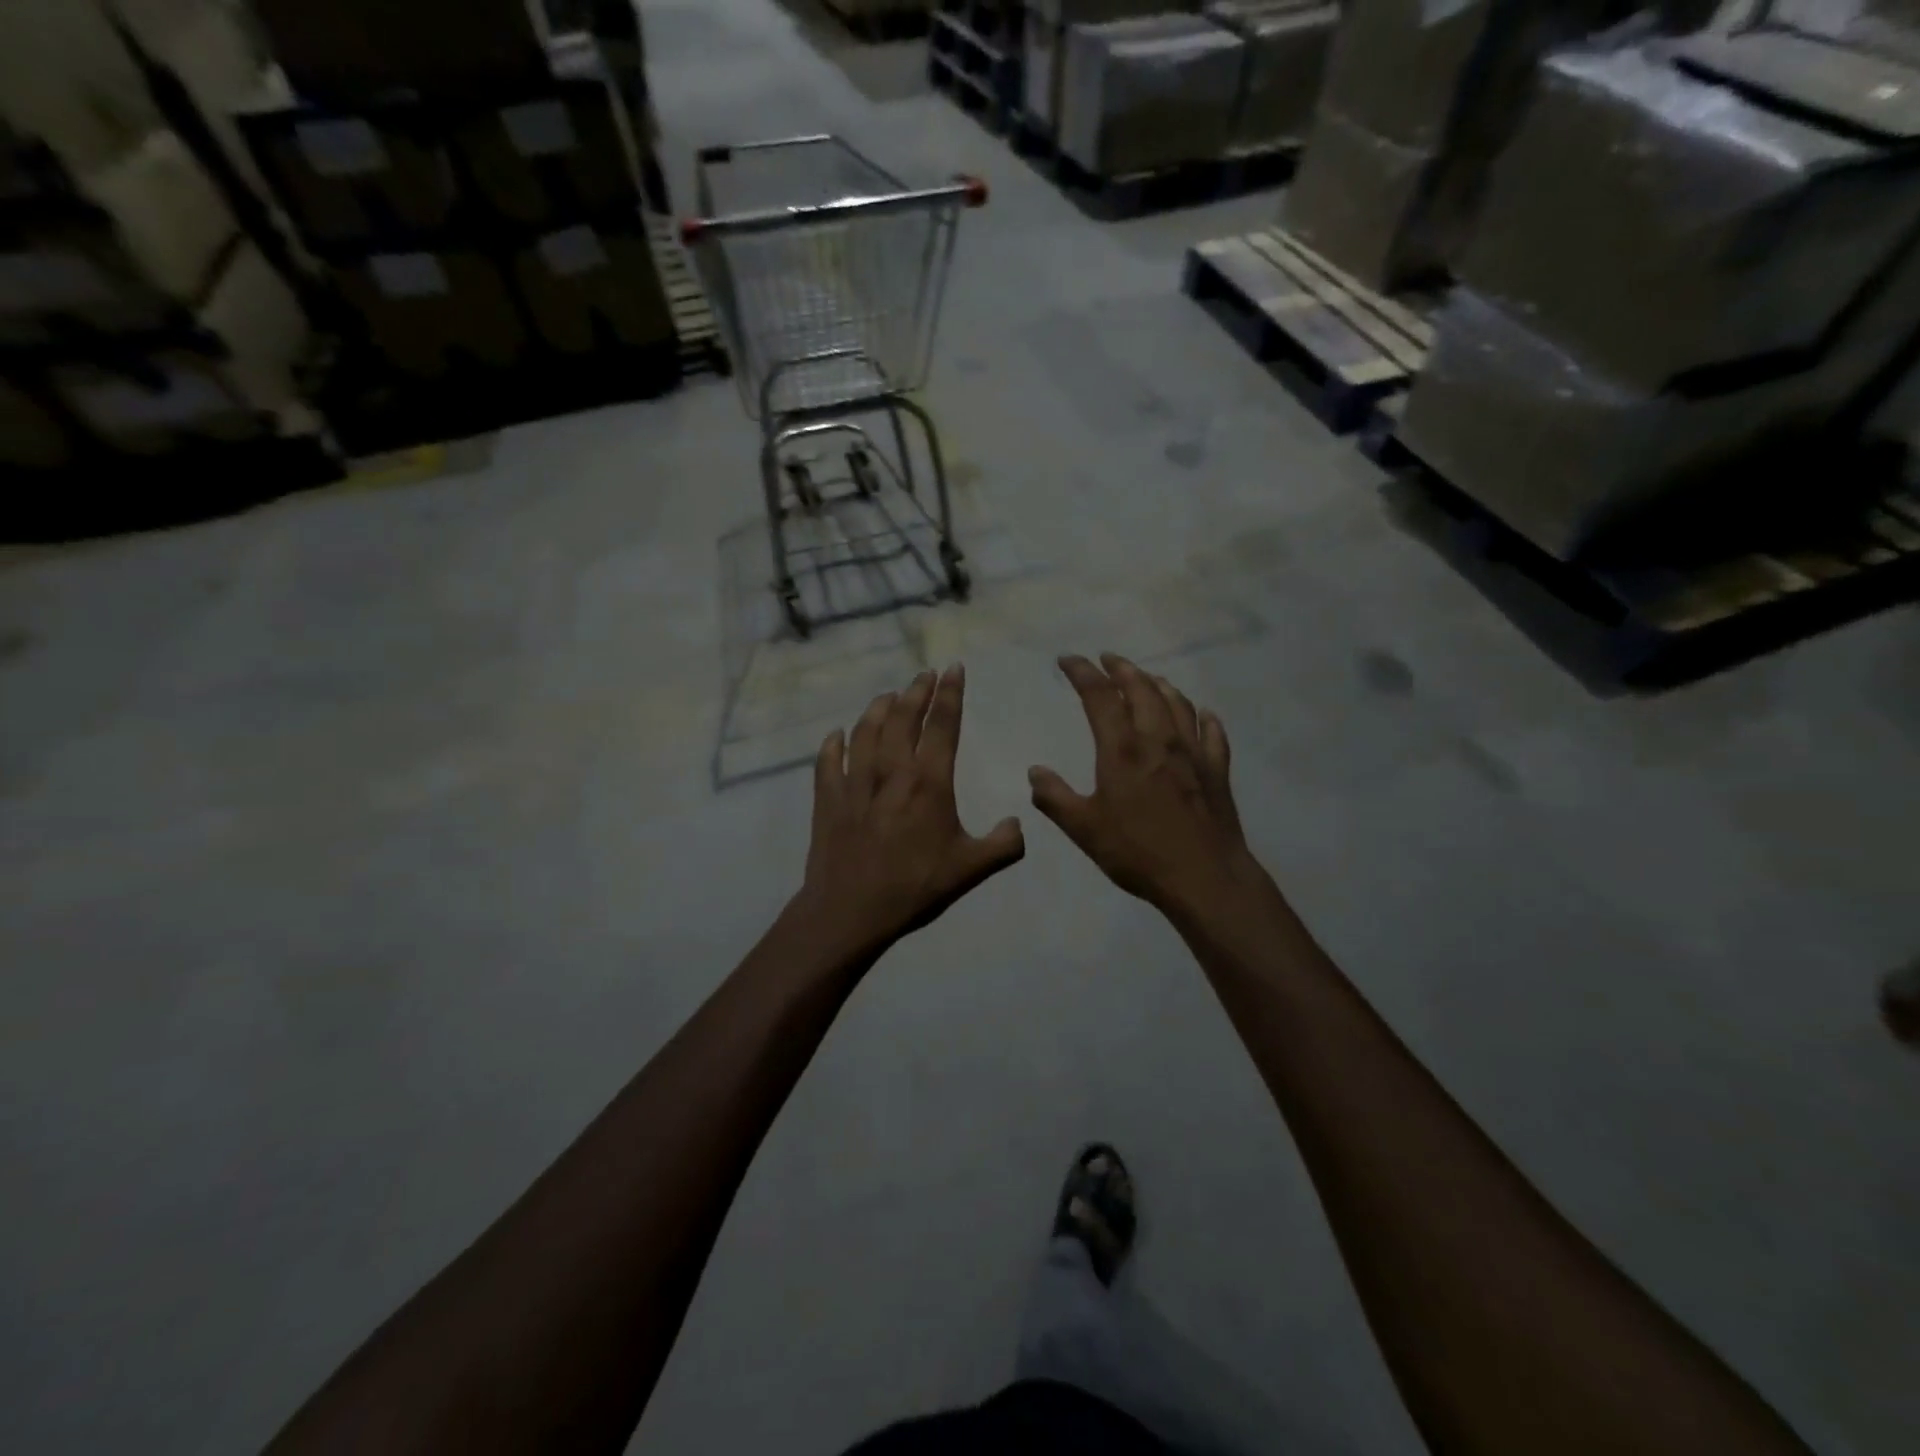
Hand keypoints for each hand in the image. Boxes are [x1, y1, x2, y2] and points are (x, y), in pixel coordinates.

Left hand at [798, 664, 1024, 957]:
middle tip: (925, 674)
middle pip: (902, 718)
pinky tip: (837, 735)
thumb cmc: (915, 887)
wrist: (851, 910)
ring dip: (878, 708)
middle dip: (916, 691)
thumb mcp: (971, 869)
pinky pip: (828, 760)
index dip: (950, 694)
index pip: (942, 725)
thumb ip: (1003, 845)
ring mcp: (855, 782)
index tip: (953, 669)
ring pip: (865, 731)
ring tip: (889, 696)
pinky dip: (834, 743)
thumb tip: (1018, 824)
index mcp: (928, 782)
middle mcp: (891, 771)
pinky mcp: (828, 798)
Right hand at [1029, 654, 1255, 913]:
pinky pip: (1212, 732)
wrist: (1204, 877)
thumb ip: (1055, 797)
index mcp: (1122, 749)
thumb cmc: (1138, 852)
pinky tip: (1201, 714)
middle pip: (1142, 688)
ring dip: (1158, 683)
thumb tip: (1035, 771)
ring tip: (1146, 678)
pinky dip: (1202, 716)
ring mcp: (1193, 752)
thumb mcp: (1084, 829)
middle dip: (1121, 668)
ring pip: (1177, 702)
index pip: (1099, 696)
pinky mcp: (1217, 769)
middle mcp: (1159, 739)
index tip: (1067, 660)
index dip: (1082, 672)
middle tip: (1107, 659)